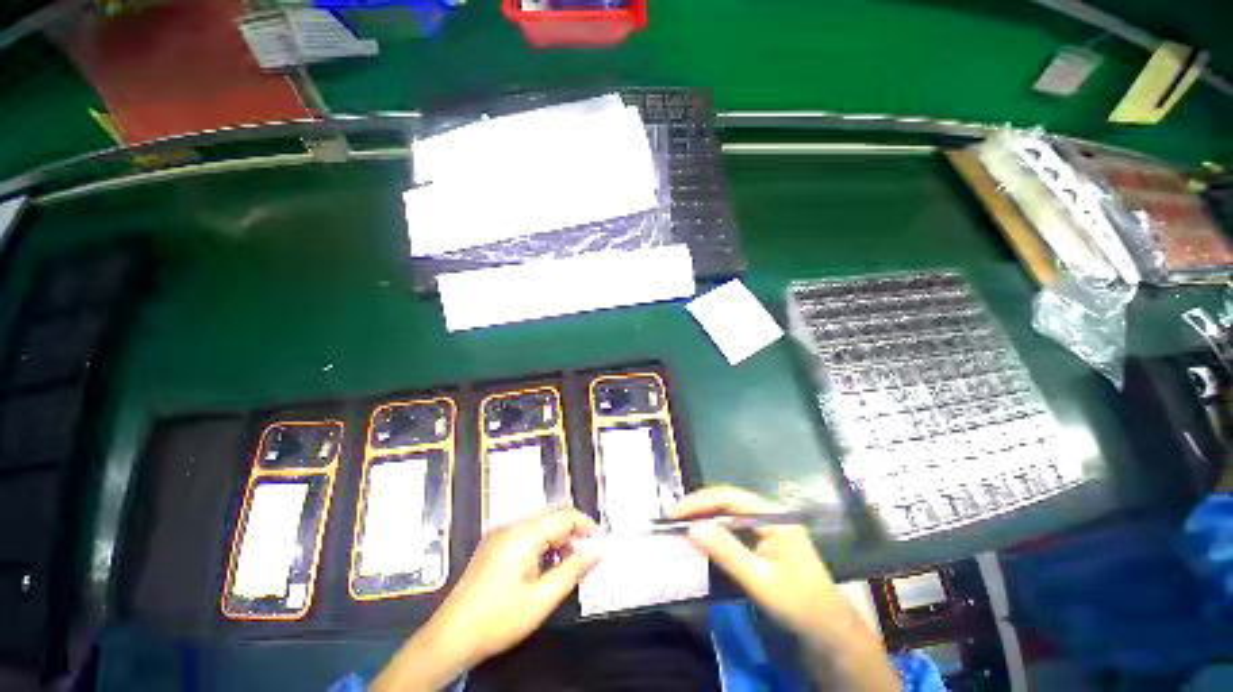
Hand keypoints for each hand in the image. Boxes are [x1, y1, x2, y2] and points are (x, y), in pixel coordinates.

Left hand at [438, 508, 600, 659]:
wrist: (450, 638)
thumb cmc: (499, 620)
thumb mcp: (542, 599)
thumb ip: (573, 570)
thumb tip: (598, 551)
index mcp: (523, 535)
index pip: (563, 516)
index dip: (585, 525)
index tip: (600, 542)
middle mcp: (510, 526)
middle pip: (551, 516)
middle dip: (571, 531)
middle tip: (585, 555)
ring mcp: (499, 534)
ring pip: (538, 524)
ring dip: (557, 538)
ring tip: (566, 563)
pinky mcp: (493, 545)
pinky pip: (525, 533)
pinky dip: (541, 543)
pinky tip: (544, 565)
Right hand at [670, 486, 841, 640]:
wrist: (830, 631)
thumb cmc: (798, 604)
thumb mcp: (759, 580)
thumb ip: (726, 552)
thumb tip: (691, 528)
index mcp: (773, 516)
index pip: (728, 498)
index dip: (699, 502)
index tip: (674, 513)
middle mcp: (770, 514)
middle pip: (728, 501)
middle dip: (699, 506)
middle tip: (673, 518)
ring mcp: (768, 526)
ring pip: (730, 513)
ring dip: (706, 516)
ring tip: (682, 523)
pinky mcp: (765, 539)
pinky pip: (735, 527)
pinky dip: (716, 530)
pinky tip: (703, 536)